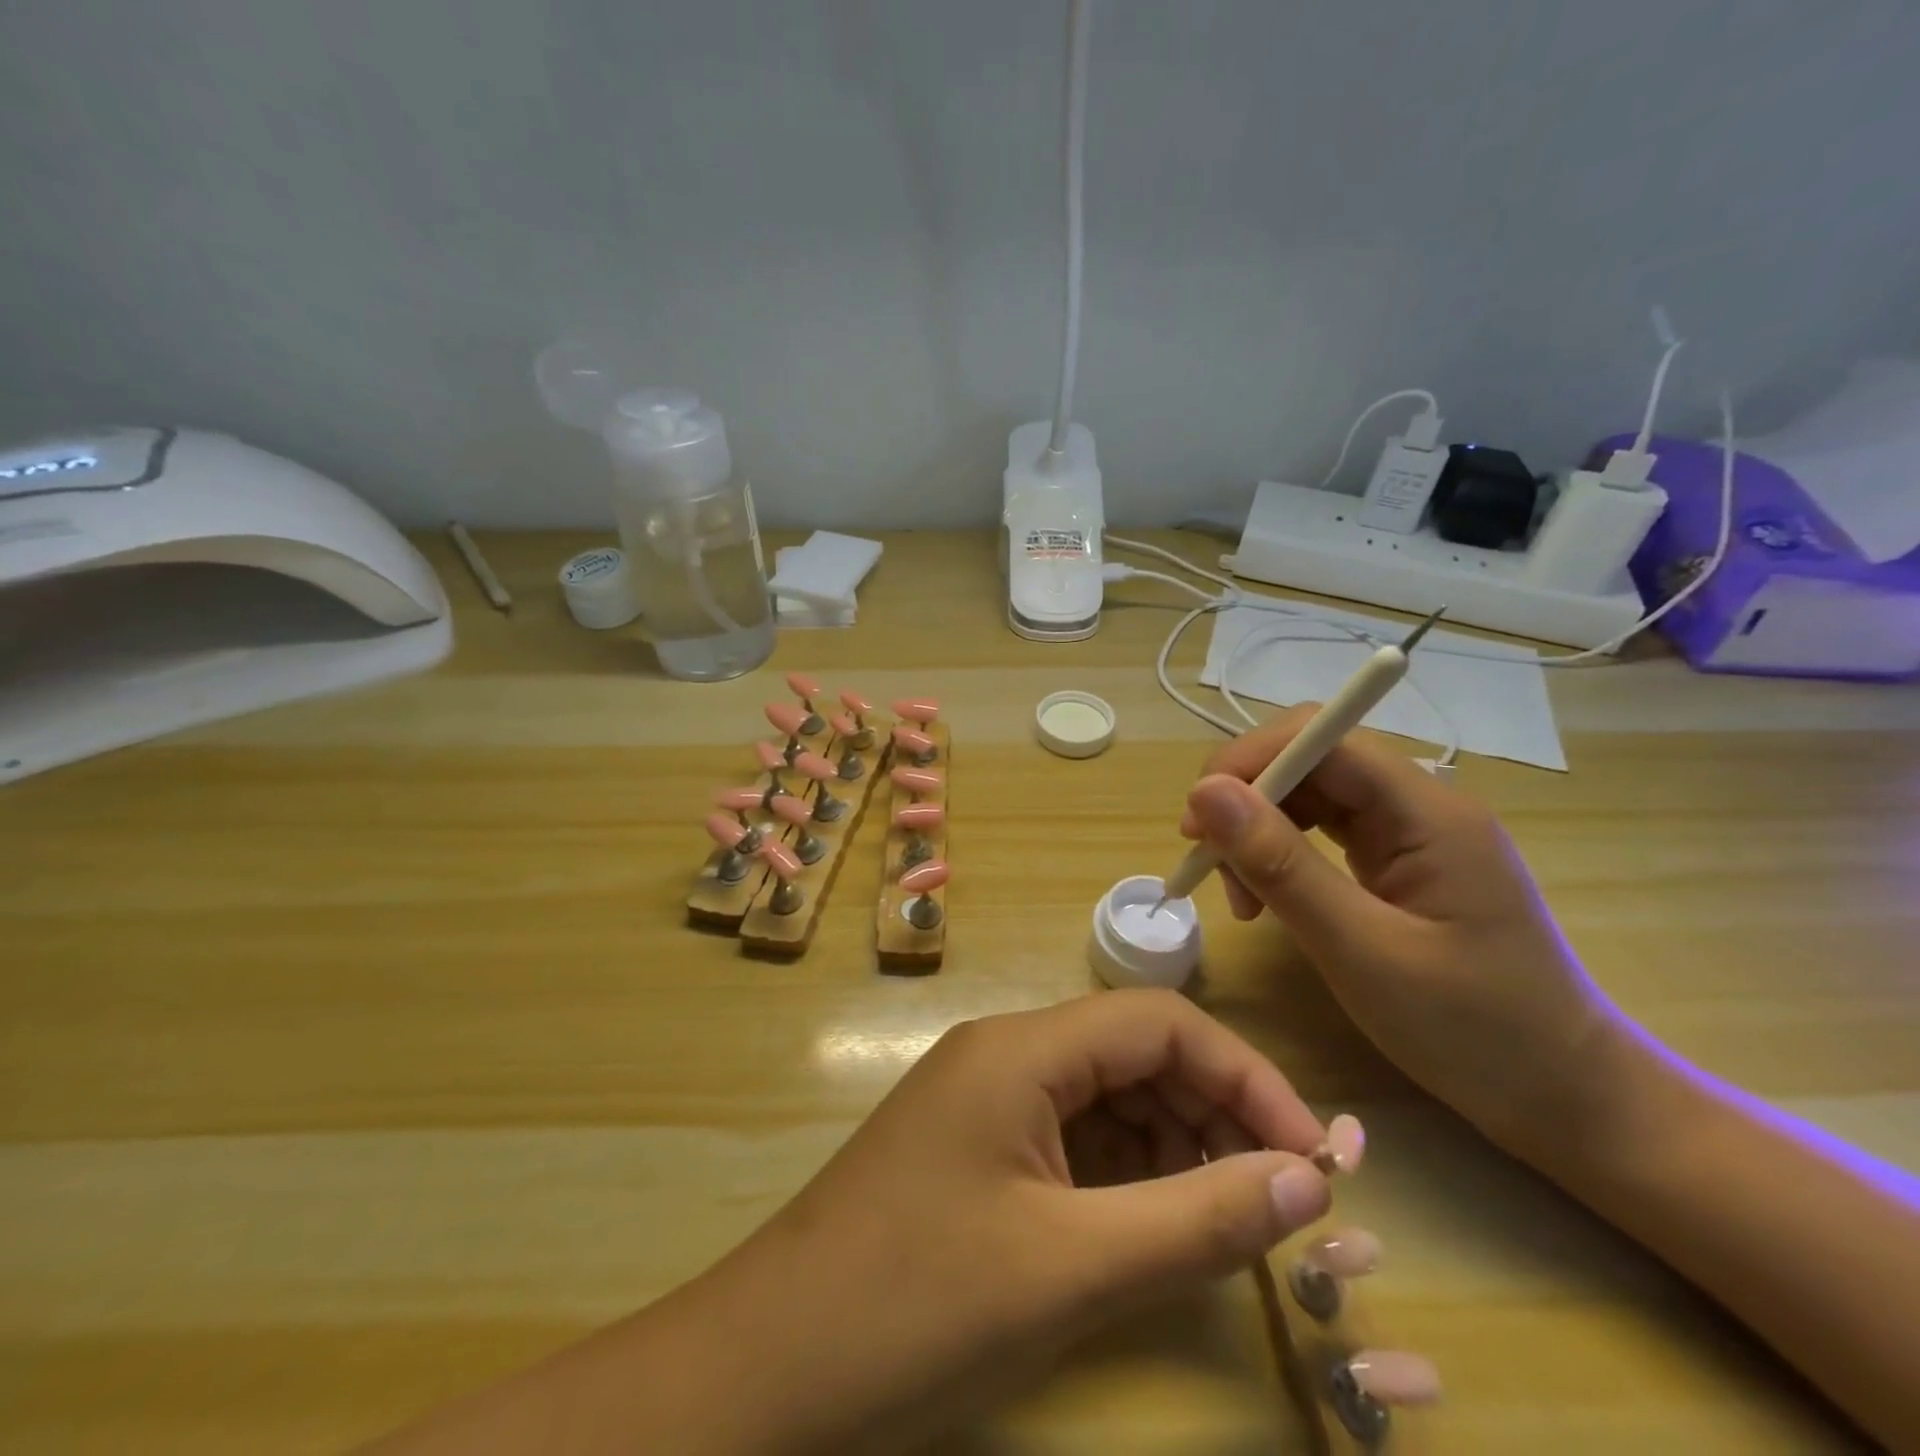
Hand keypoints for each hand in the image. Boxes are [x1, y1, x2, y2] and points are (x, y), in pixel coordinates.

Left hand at [706, 990, 1333, 1451]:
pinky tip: (1154, 1226)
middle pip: (1134, 1053)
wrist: (767, 1367)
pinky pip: (1071, 1136)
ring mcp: (986, 1099)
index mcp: (1022, 1048)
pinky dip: (1126, 1172)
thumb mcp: (1071, 1266)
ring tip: (1224, 1220)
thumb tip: (1308, 1180)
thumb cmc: (917, 1305)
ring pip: (1107, 1096)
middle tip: (1278, 1199)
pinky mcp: (975, 1147)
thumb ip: (1196, 1220)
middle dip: (1214, 1112)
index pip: (1159, 1022)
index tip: (1314, 1159)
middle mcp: (1005, 1054)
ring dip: (1174, 1145)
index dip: (1244, 1076)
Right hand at [1180, 707, 1622, 1154]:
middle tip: (1206, 863)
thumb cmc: (1476, 1033)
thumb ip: (1282, 867)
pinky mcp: (1399, 862)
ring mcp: (1410, 833)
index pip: (1322, 739)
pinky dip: (1280, 855)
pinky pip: (1322, 832)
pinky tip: (1265, 897)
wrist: (1568, 1099)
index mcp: (1428, 811)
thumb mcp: (1362, 952)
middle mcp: (1419, 804)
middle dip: (1246, 800)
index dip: (1250, 761)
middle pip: (1310, 760)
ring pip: (1309, 795)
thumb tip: (1205, 792)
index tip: (1197, 820)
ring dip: (1258, 831)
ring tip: (1239, 897)